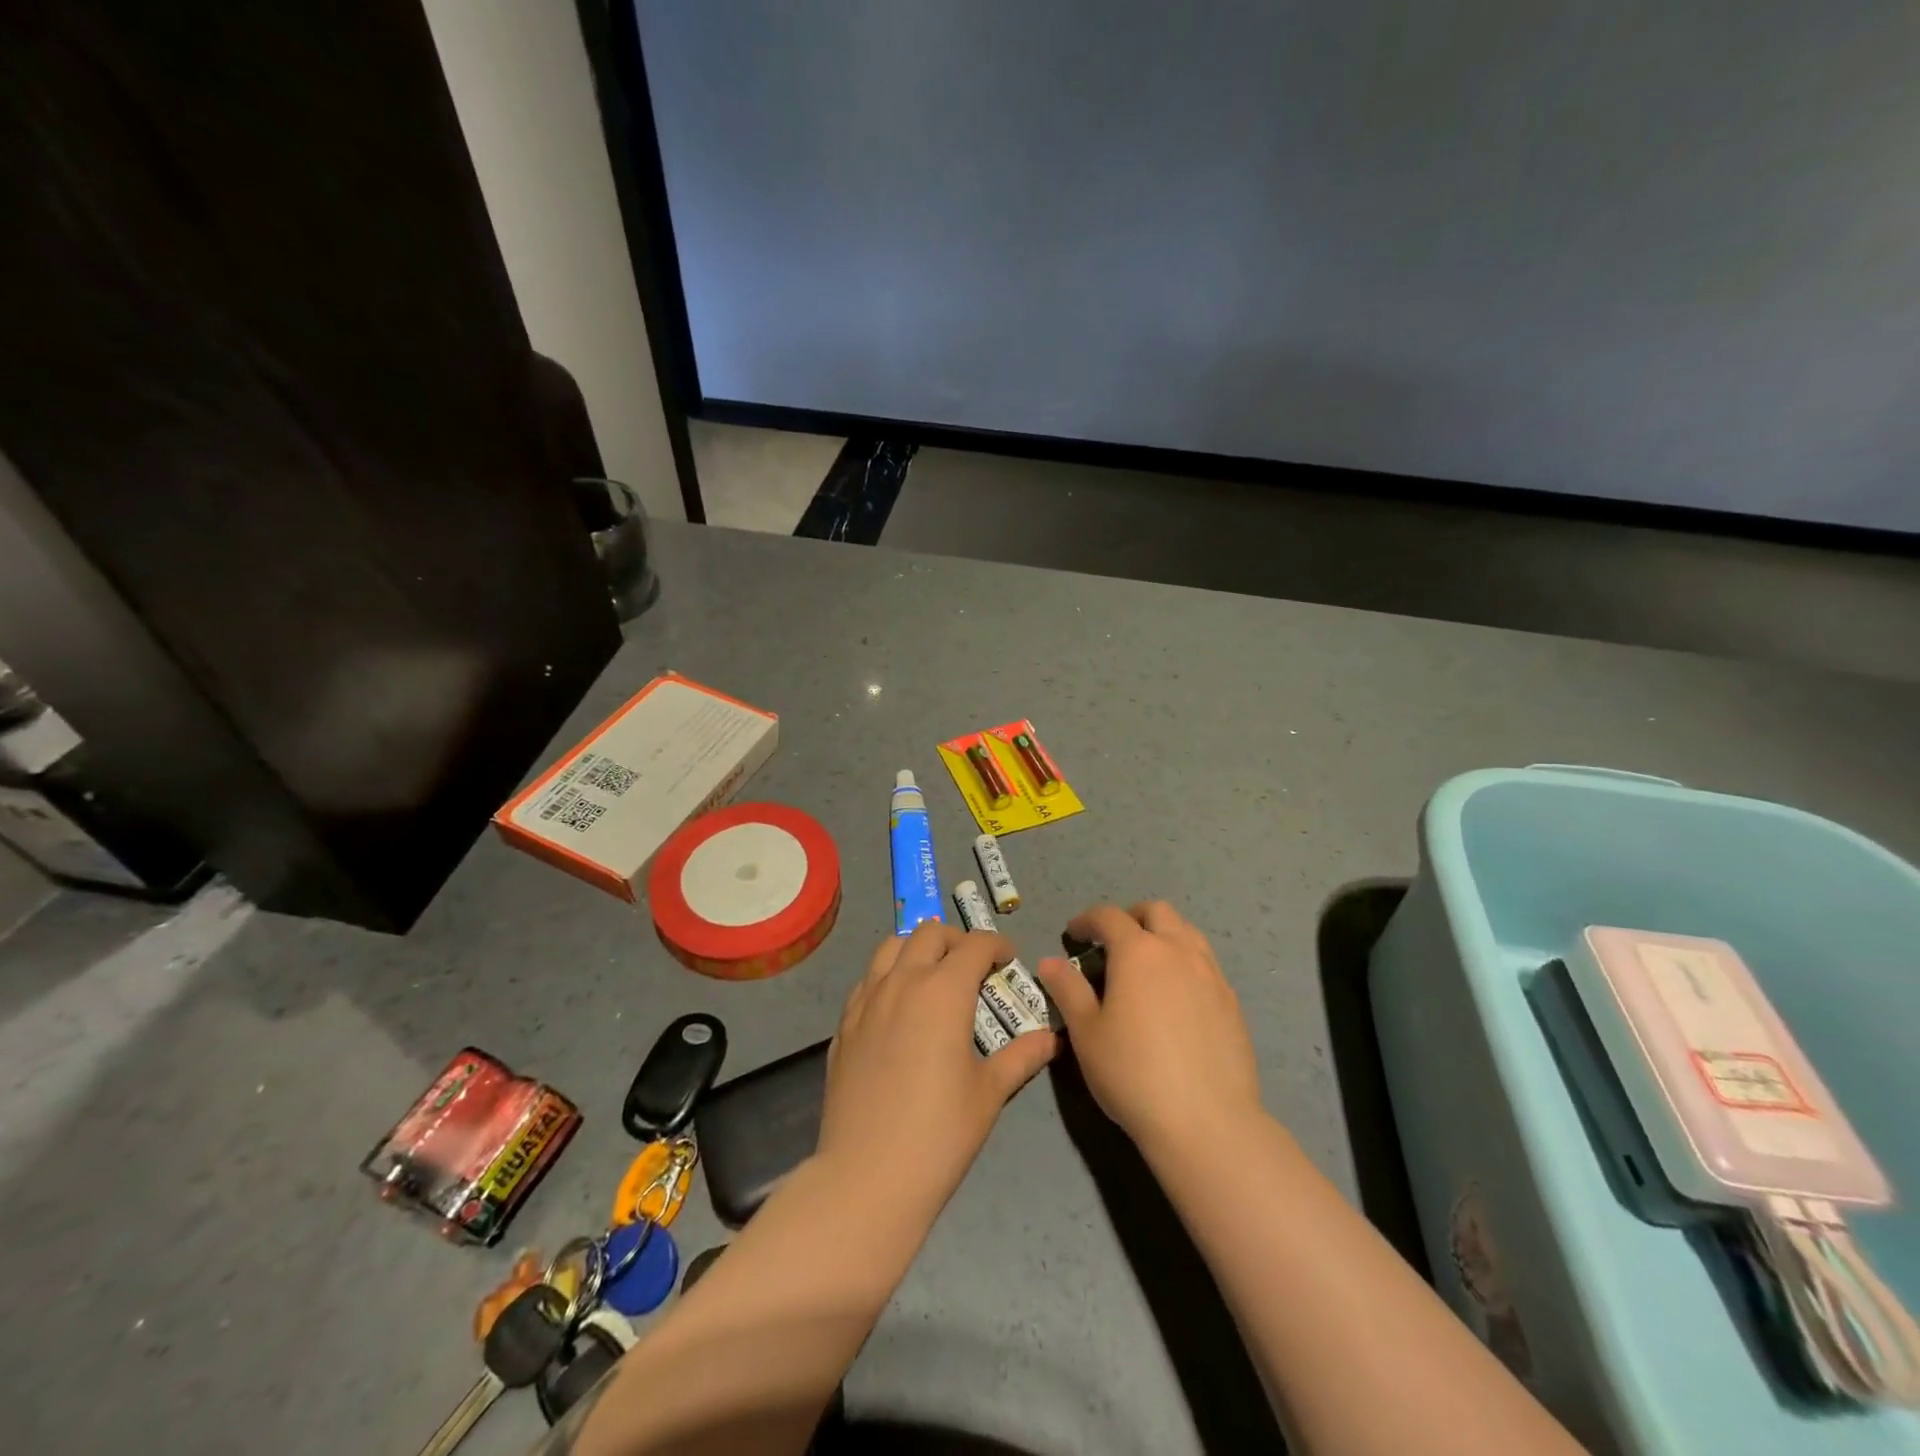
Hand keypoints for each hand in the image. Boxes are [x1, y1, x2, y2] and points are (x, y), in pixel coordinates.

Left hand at [818, 922, 1057, 1205]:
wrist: (867, 1176)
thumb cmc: (939, 1133)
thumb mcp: (989, 1093)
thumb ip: (1021, 1056)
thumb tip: (1051, 1038)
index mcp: (943, 990)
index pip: (974, 944)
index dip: (996, 945)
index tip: (1008, 960)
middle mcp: (902, 981)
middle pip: (929, 933)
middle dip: (956, 940)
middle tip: (973, 968)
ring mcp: (867, 1000)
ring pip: (891, 947)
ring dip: (917, 949)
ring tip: (932, 977)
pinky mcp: (844, 1024)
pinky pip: (867, 980)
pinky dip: (888, 977)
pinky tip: (898, 1009)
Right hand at [1036, 901, 1262, 1157]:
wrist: (1207, 1122)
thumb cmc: (1134, 1074)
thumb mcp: (1086, 1033)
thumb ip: (1068, 990)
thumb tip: (1050, 962)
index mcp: (1138, 952)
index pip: (1109, 917)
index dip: (1087, 920)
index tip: (1073, 934)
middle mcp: (1178, 951)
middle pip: (1156, 911)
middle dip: (1130, 917)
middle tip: (1111, 942)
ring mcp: (1211, 974)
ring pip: (1186, 931)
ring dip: (1162, 934)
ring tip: (1145, 963)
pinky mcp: (1232, 1001)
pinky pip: (1205, 963)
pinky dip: (1184, 961)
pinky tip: (1175, 996)